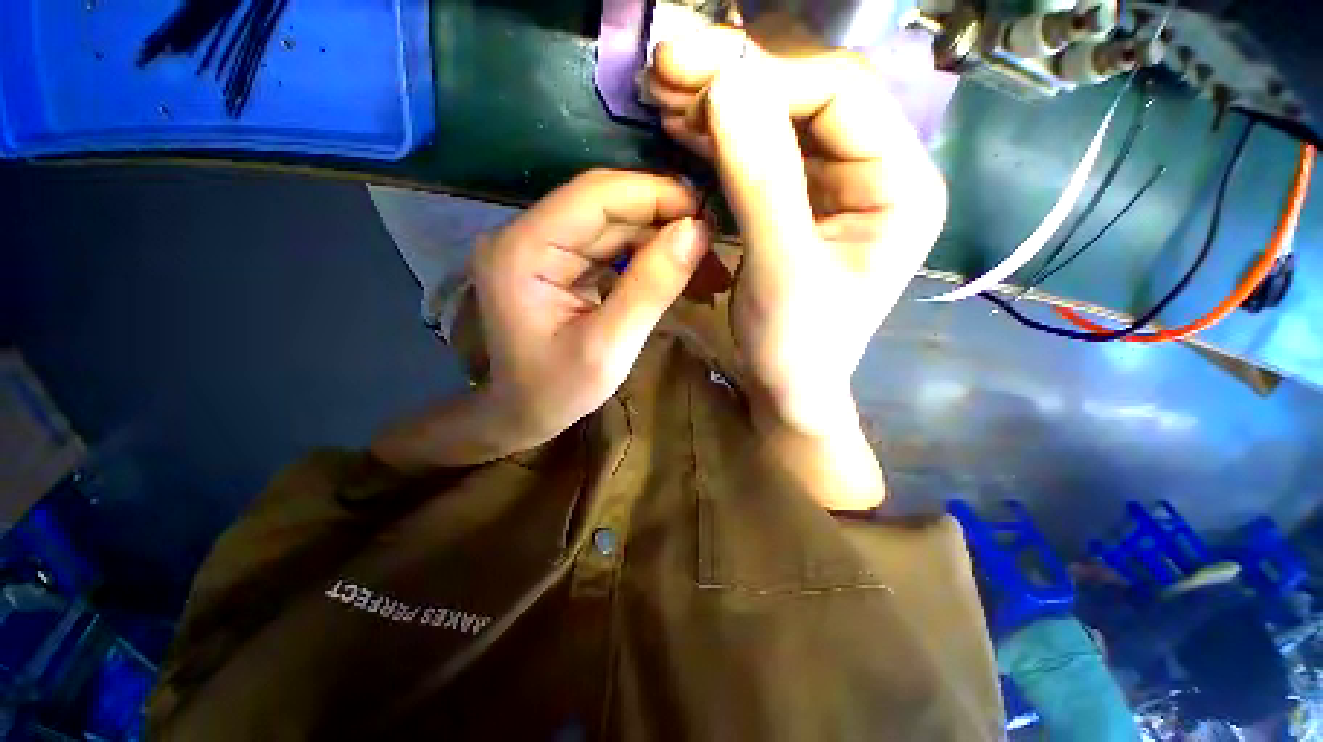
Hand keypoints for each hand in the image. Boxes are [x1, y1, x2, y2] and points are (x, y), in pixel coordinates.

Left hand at [472, 170, 708, 449]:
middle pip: (605, 206)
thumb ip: (650, 288)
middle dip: (662, 220)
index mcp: (523, 250)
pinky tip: (674, 270)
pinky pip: (607, 246)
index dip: (654, 194)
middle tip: (712, 242)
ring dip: (658, 240)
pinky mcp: (556, 261)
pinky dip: (644, 256)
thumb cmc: (557, 391)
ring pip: (612, 225)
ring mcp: (540, 246)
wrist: (523, 412)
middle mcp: (525, 235)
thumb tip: (696, 231)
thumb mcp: (609, 349)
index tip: (704, 213)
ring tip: (703, 261)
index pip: (594, 195)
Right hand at [646, 27, 945, 437]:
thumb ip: (760, 180)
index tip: (695, 73)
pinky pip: (760, 153)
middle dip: (737, 77)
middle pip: (808, 96)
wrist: (788, 387)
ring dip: (721, 102)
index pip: (839, 95)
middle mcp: (876, 171)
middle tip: (668, 62)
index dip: (767, 76)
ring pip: (778, 120)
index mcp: (900, 185)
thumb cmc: (796, 344)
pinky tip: (684, 124)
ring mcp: (835, 185)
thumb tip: (725, 84)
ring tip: (666, 89)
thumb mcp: (781, 269)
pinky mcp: (799, 202)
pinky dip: (720, 137)